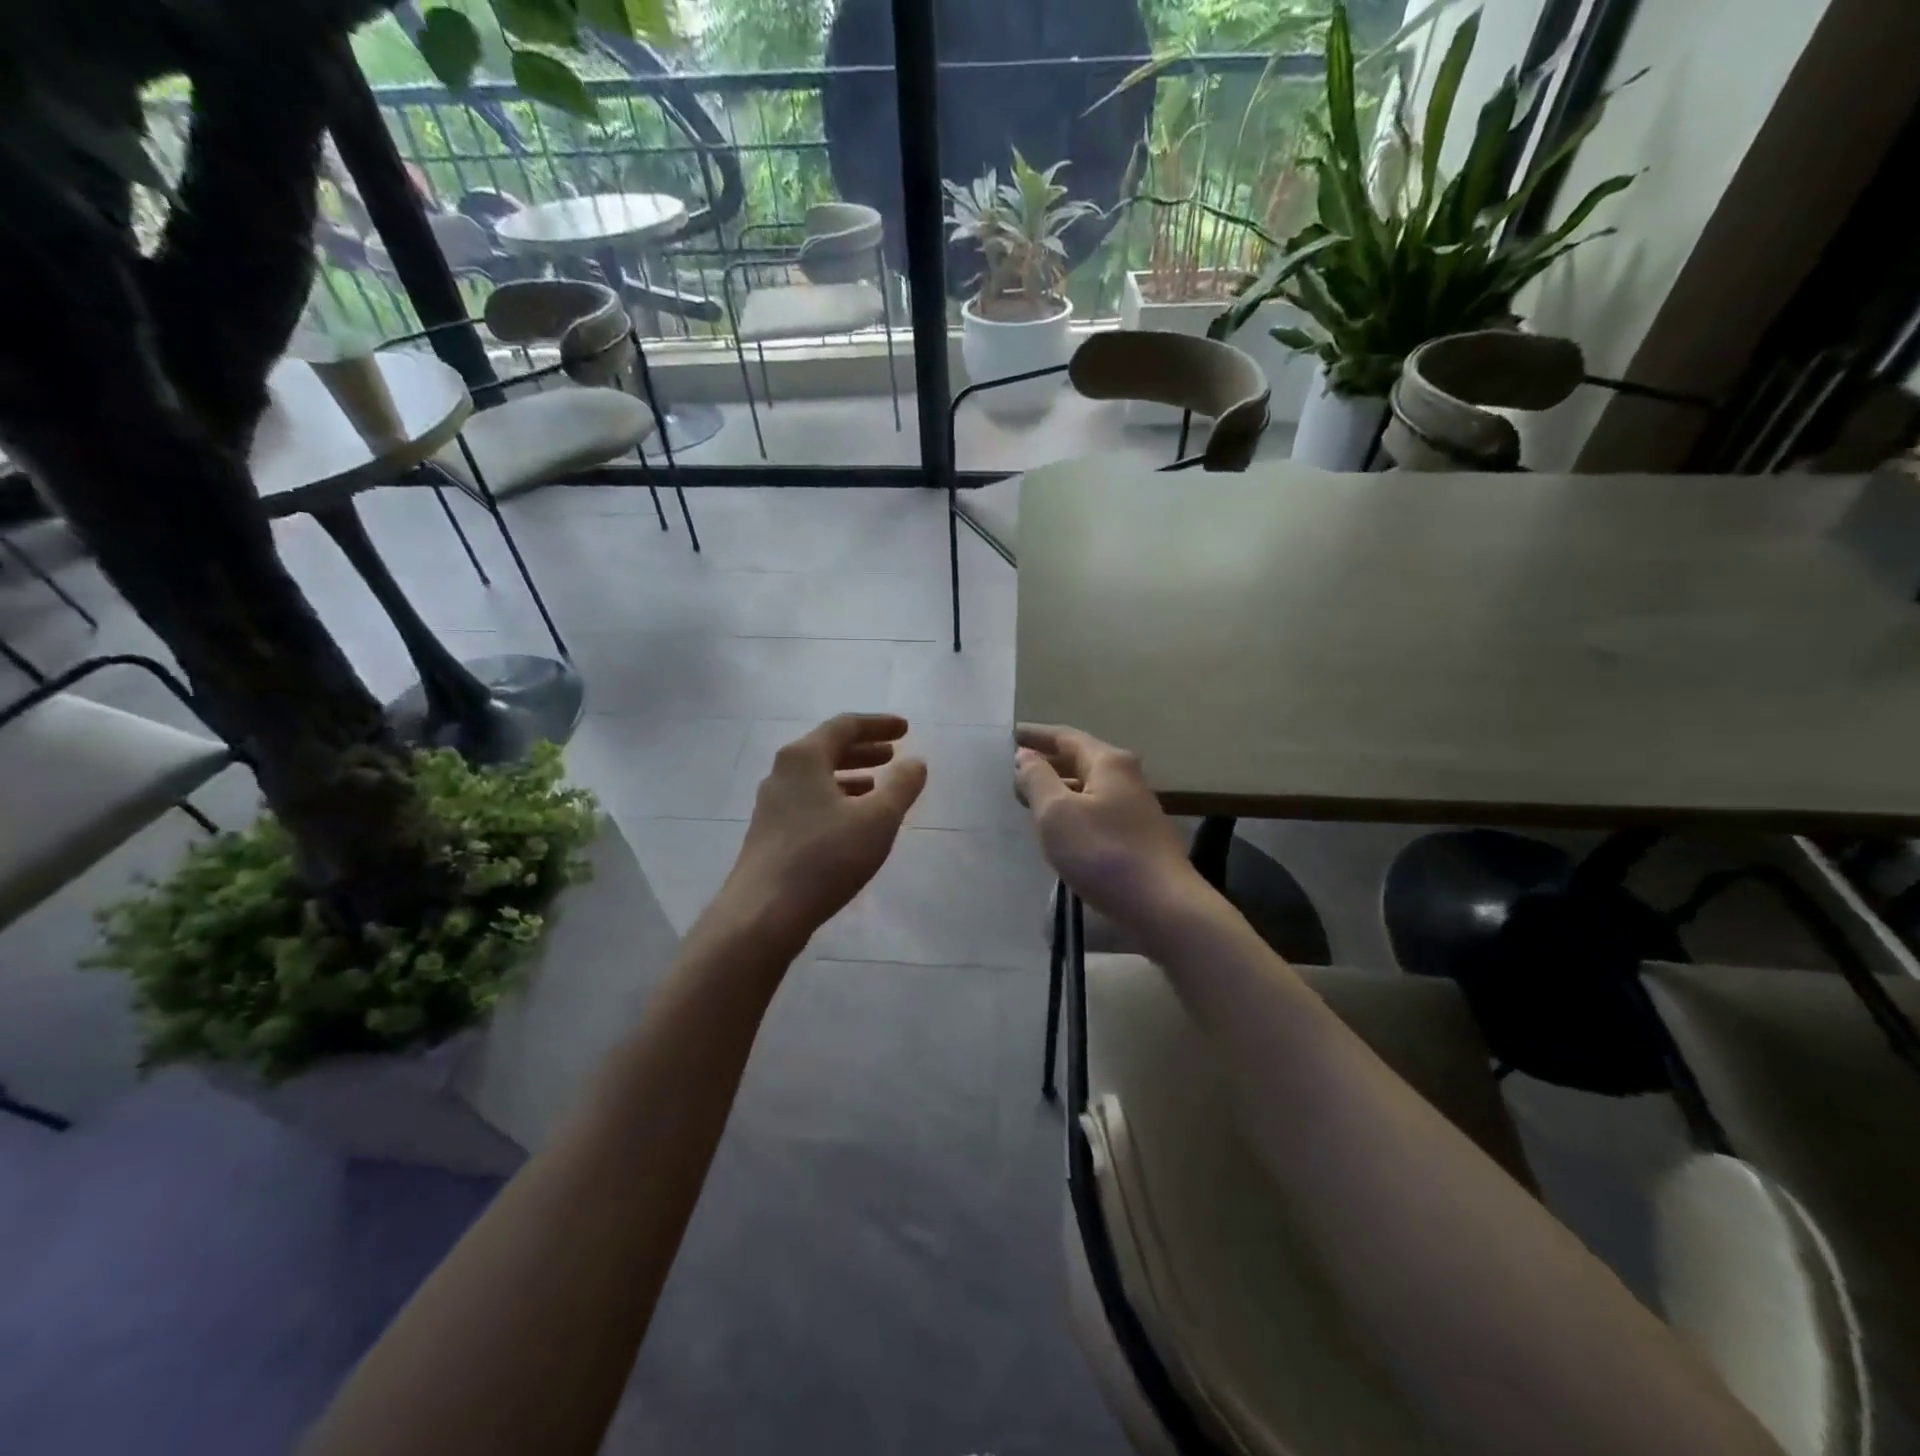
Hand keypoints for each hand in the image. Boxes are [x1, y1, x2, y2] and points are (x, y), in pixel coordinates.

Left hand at [721, 714, 926, 948]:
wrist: (763, 913)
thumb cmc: (825, 857)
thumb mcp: (877, 819)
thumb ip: (901, 786)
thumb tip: (916, 762)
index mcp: (804, 757)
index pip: (845, 726)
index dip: (879, 725)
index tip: (906, 729)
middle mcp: (782, 773)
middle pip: (827, 749)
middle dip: (864, 750)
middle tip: (893, 755)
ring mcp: (771, 804)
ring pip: (817, 778)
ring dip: (850, 776)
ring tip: (877, 786)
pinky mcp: (769, 833)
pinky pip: (808, 801)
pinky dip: (835, 799)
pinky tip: (851, 821)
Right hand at [1014, 724, 1208, 931]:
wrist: (1162, 905)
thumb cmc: (1103, 853)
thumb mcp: (1057, 813)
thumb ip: (1037, 779)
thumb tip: (1026, 755)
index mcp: (1108, 762)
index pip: (1065, 737)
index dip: (1035, 735)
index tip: (1009, 735)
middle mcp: (1126, 776)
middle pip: (1079, 759)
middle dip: (1046, 762)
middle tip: (1013, 771)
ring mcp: (1135, 807)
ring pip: (1087, 787)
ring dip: (1058, 788)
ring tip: (1028, 800)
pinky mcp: (1137, 835)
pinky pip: (1095, 810)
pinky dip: (1072, 810)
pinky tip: (1058, 829)